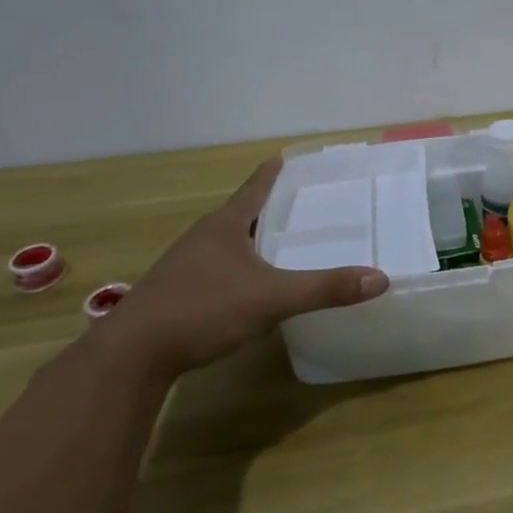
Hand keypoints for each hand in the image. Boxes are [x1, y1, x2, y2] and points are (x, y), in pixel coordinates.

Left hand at [113, 158, 388, 375]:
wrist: (131, 356)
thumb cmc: (202, 309)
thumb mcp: (271, 299)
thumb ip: (324, 289)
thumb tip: (380, 279)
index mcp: (225, 226)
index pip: (254, 188)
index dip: (272, 173)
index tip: (287, 157)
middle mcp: (203, 237)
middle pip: (242, 214)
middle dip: (270, 208)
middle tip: (303, 204)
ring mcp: (185, 266)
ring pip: (228, 243)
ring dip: (253, 240)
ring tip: (283, 244)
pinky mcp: (176, 293)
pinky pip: (217, 269)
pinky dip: (240, 268)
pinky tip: (251, 286)